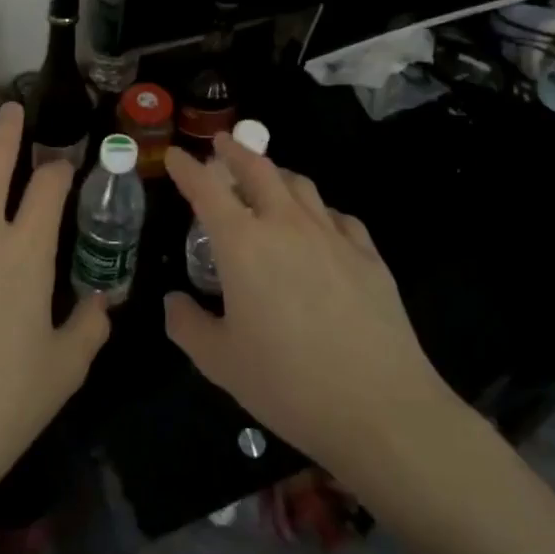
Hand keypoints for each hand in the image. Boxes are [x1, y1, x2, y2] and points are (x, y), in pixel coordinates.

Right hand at [163, 134, 462, 490]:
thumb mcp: (220, 362)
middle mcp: (286, 225)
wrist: (380, 409)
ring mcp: (332, 236)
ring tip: (268, 179)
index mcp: (243, 244)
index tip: (175, 155)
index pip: (206, 189)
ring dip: (277, 174)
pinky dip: (319, 211)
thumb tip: (173, 302)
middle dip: (236, 151)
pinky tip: (320, 227)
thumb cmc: (288, 383)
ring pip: (301, 185)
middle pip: (259, 169)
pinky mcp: (368, 256)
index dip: (187, 168)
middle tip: (223, 144)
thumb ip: (187, 325)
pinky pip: (338, 216)